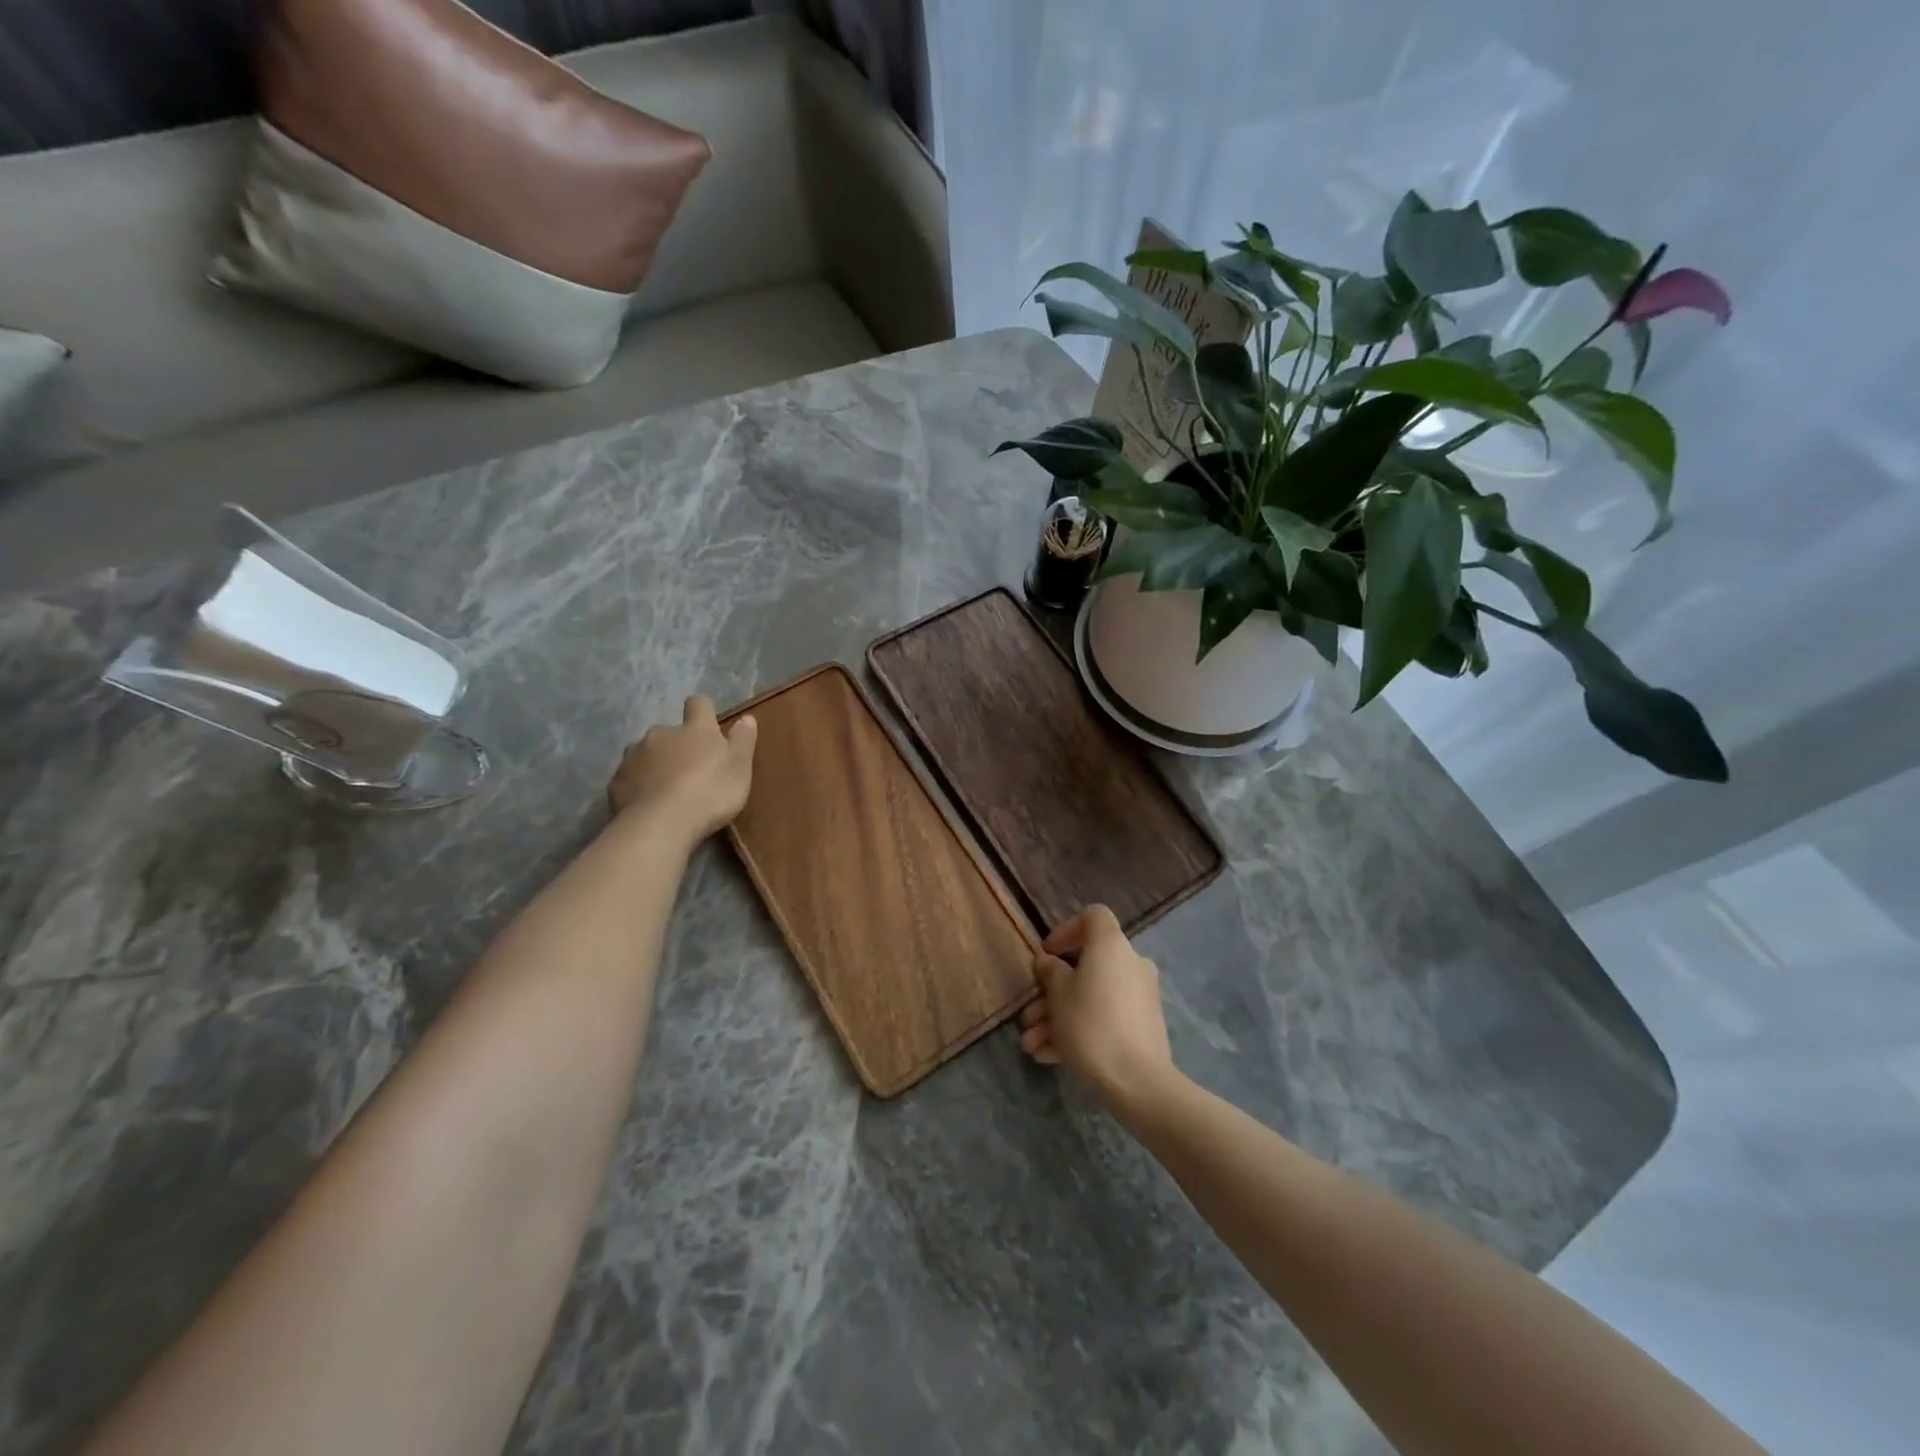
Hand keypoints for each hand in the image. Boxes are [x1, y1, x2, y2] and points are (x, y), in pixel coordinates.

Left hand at [608, 696, 757, 844]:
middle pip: (670, 731)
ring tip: (666, 790)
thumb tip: (747, 718)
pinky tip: (648, 805)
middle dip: (678, 745)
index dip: (704, 712)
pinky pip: (630, 776)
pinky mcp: (616, 780)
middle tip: (690, 772)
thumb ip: (743, 741)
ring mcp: (634, 755)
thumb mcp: (740, 769)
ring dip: (656, 763)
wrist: (659, 825)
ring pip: (646, 752)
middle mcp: (661, 733)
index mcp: (695, 729)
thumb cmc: (709, 794)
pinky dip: (639, 785)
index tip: (709, 727)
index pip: (699, 704)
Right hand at [1019, 905, 1176, 1111]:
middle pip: (1086, 966)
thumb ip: (1050, 972)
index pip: (1093, 917)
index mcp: (1111, 946)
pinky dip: (1078, 1031)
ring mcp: (1139, 997)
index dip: (1066, 930)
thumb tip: (1049, 962)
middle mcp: (1130, 964)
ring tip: (1030, 1044)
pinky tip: (1049, 1057)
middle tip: (1029, 1015)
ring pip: (1091, 997)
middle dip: (1052, 991)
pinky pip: (1104, 1018)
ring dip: (1058, 1017)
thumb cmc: (1091, 1025)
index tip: (1047, 955)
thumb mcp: (1058, 995)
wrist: (1138, 1082)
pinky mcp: (1142, 1026)